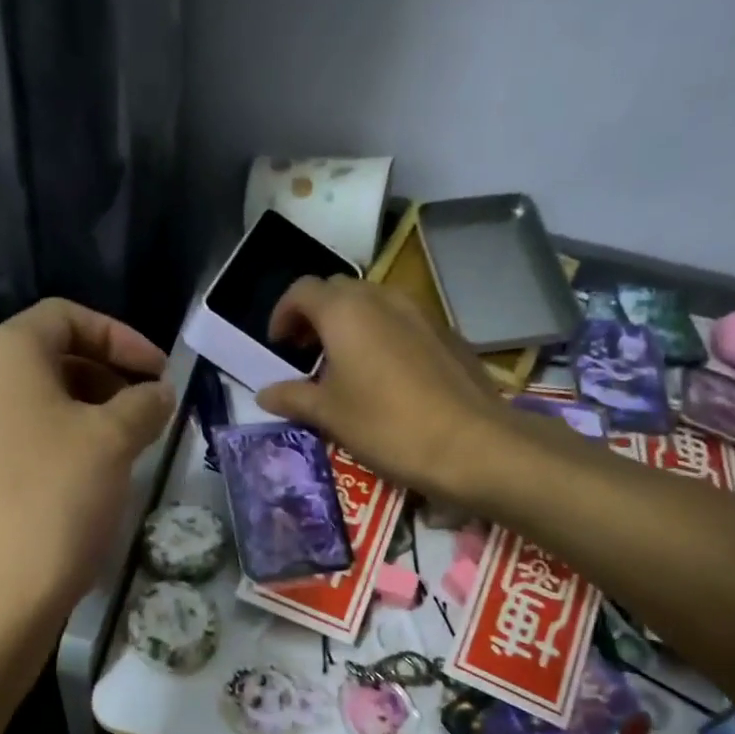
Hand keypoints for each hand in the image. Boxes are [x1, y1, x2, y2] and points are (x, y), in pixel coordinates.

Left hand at [0, 299, 172, 641]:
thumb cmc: (52, 501)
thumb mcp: (113, 442)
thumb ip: (143, 404)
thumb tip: (156, 393)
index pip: (65, 316)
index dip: (121, 337)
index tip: (161, 374)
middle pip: (46, 362)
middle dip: (105, 380)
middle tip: (146, 415)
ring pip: (30, 410)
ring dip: (82, 420)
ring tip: (121, 456)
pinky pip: (12, 449)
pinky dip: (54, 453)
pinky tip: (81, 492)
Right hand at [254, 275, 506, 503]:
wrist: (470, 442)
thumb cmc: (386, 424)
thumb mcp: (329, 415)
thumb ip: (292, 398)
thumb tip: (264, 394)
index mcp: (346, 311)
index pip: (302, 291)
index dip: (283, 313)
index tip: (278, 345)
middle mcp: (382, 298)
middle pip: (338, 291)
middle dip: (315, 316)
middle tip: (305, 353)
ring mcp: (420, 312)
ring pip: (373, 304)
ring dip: (350, 325)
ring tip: (342, 366)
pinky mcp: (446, 333)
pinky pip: (401, 322)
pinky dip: (381, 336)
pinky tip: (384, 377)